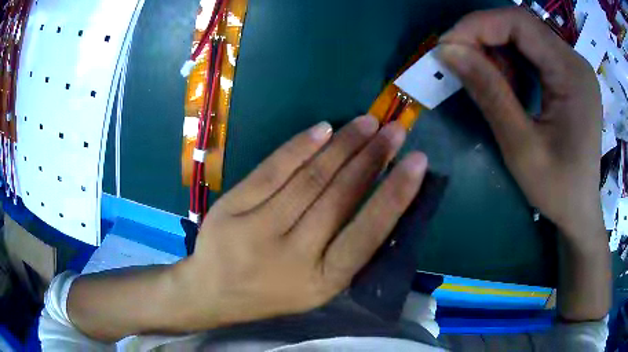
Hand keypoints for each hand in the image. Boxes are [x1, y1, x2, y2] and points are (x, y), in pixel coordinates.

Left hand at [175, 116, 427, 329]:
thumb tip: (381, 199)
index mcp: (323, 281)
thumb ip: (346, 250)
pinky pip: (270, 171)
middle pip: (339, 198)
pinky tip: (324, 129)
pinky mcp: (231, 210)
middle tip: (394, 130)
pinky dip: (299, 147)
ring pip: (308, 179)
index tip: (417, 161)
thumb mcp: (317, 285)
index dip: (396, 194)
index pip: (368, 233)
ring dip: (343, 146)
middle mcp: (293, 256)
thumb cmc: (272, 293)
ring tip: (367, 123)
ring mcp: (256, 231)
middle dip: (372, 158)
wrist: (213, 293)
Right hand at [439, 8, 602, 239]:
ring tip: (481, 76)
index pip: (520, 24)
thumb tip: (447, 51)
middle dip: (485, 36)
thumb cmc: (557, 189)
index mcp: (572, 74)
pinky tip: (505, 83)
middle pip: (522, 26)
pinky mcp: (570, 76)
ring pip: (526, 38)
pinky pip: (535, 53)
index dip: (478, 25)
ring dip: (497, 50)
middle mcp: (576, 61)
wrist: (580, 210)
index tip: (447, 46)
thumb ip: (488, 93)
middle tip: (458, 59)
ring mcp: (575, 68)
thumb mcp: (521, 146)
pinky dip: (512, 61)